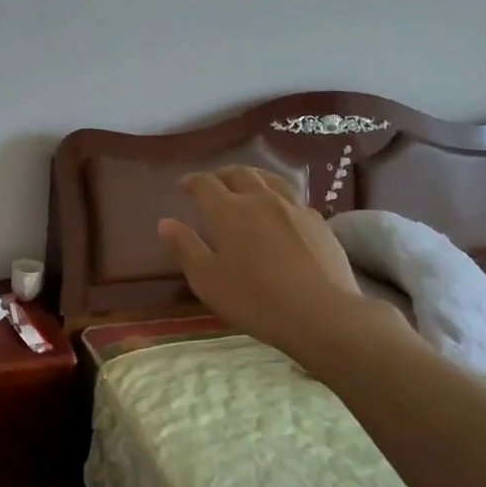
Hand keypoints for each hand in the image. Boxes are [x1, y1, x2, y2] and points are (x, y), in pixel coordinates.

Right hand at [159, 167, 398, 360]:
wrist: (320, 313)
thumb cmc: (253, 299)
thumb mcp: (207, 279)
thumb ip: (185, 247)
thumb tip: (165, 222)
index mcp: (228, 211)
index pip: (205, 183)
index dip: (192, 181)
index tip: (183, 186)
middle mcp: (260, 199)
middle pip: (239, 173)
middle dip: (221, 174)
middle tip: (212, 183)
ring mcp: (293, 207)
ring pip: (269, 178)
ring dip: (252, 176)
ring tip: (246, 184)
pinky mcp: (319, 221)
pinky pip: (293, 197)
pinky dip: (277, 196)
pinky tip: (280, 210)